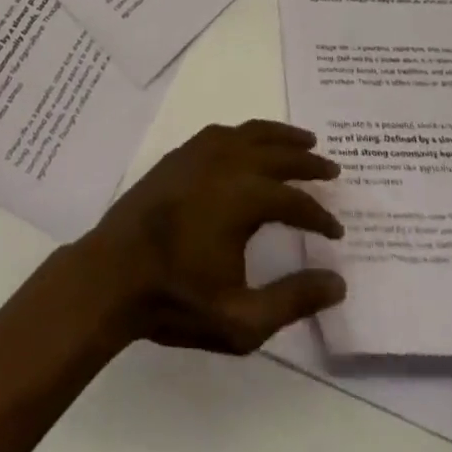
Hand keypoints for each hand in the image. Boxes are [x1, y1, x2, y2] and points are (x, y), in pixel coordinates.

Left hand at [71, 120, 346, 355]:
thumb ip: (293, 300)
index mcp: (244, 197)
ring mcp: (200, 153)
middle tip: (333, 168)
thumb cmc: (176, 299)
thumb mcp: (241, 320)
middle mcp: (226, 163)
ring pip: (251, 132)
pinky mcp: (180, 154)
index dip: (320, 215)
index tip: (336, 231)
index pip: (295, 201)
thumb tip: (338, 282)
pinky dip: (246, 132)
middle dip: (308, 161)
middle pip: (278, 153)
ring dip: (281, 135)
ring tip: (304, 139)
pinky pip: (222, 132)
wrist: (112, 274)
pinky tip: (250, 141)